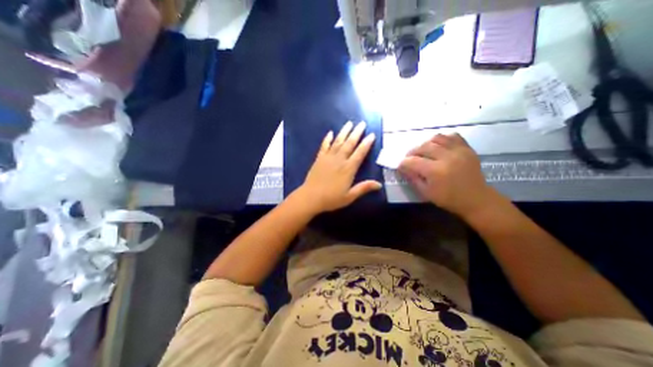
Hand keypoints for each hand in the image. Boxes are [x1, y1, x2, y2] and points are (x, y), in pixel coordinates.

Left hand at [297, 121, 383, 211]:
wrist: (311, 197)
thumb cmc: (331, 198)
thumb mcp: (350, 196)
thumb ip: (364, 188)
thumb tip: (379, 184)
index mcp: (348, 169)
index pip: (360, 153)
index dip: (366, 143)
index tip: (371, 135)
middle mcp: (339, 160)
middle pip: (349, 143)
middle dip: (357, 133)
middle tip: (362, 123)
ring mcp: (328, 158)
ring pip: (338, 141)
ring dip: (344, 132)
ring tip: (349, 123)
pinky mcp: (319, 158)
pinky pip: (324, 146)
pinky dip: (327, 139)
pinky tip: (330, 133)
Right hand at [395, 132, 497, 215]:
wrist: (476, 199)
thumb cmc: (448, 199)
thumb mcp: (425, 192)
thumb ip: (412, 178)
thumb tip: (402, 168)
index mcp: (435, 171)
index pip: (412, 161)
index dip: (403, 163)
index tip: (400, 166)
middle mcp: (446, 157)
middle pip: (422, 147)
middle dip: (412, 152)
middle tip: (410, 159)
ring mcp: (458, 151)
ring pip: (436, 138)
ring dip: (425, 144)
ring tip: (424, 151)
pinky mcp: (467, 148)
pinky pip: (452, 136)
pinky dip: (442, 139)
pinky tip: (439, 146)